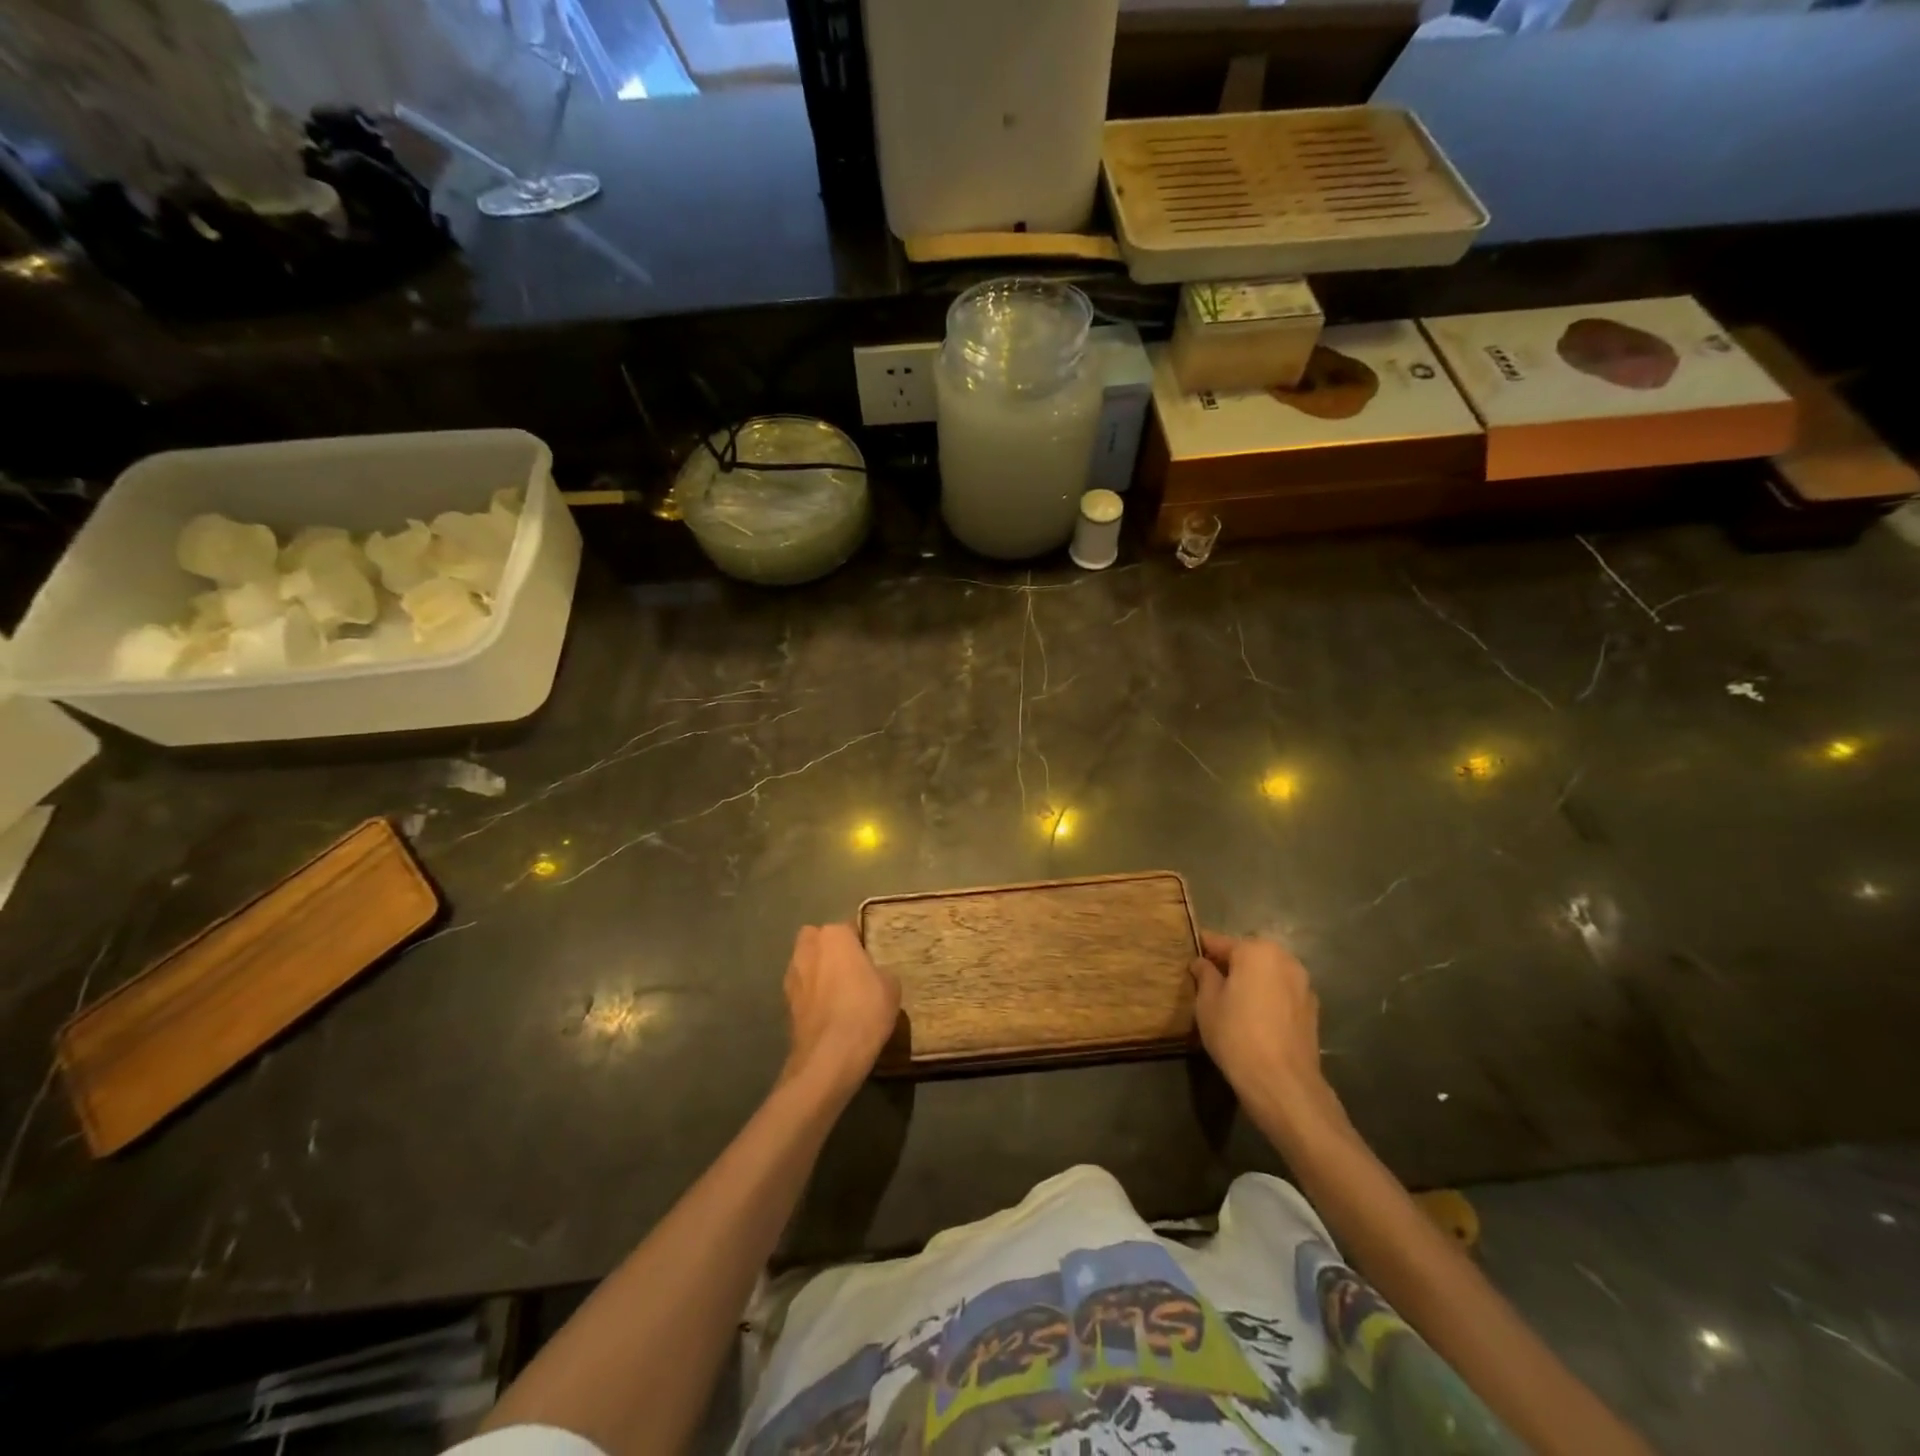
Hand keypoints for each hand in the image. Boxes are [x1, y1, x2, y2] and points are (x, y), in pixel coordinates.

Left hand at [781, 924, 900, 1098]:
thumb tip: (873, 976)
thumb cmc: (865, 1010)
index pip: (849, 927)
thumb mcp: (891, 987)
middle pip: (818, 940)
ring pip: (806, 964)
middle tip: (851, 970)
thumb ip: (880, 972)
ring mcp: (792, 976)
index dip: (860, 942)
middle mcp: (808, 948)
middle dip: (830, 950)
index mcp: (834, 935)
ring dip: (817, 973)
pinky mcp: (784, 1004)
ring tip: (838, 995)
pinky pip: (802, 991)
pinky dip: (811, 998)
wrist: (830, 1056)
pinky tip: (827, 1015)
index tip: (871, 958)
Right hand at [1189, 930, 1343, 1130]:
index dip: (1203, 948)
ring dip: (1253, 980)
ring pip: (1269, 974)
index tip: (1190, 952)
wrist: (1282, 1082)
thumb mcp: (1207, 1002)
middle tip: (1210, 979)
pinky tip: (1256, 1016)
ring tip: (1233, 999)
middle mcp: (1284, 959)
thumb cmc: (1236, 1034)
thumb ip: (1205, 975)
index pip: (1221, 942)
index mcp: (1256, 950)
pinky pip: (1283, 993)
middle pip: (1250, 954)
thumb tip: (1203, 963)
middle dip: (1231, 963)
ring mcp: (1303, 984)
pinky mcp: (1313, 1010)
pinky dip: (1269, 997)